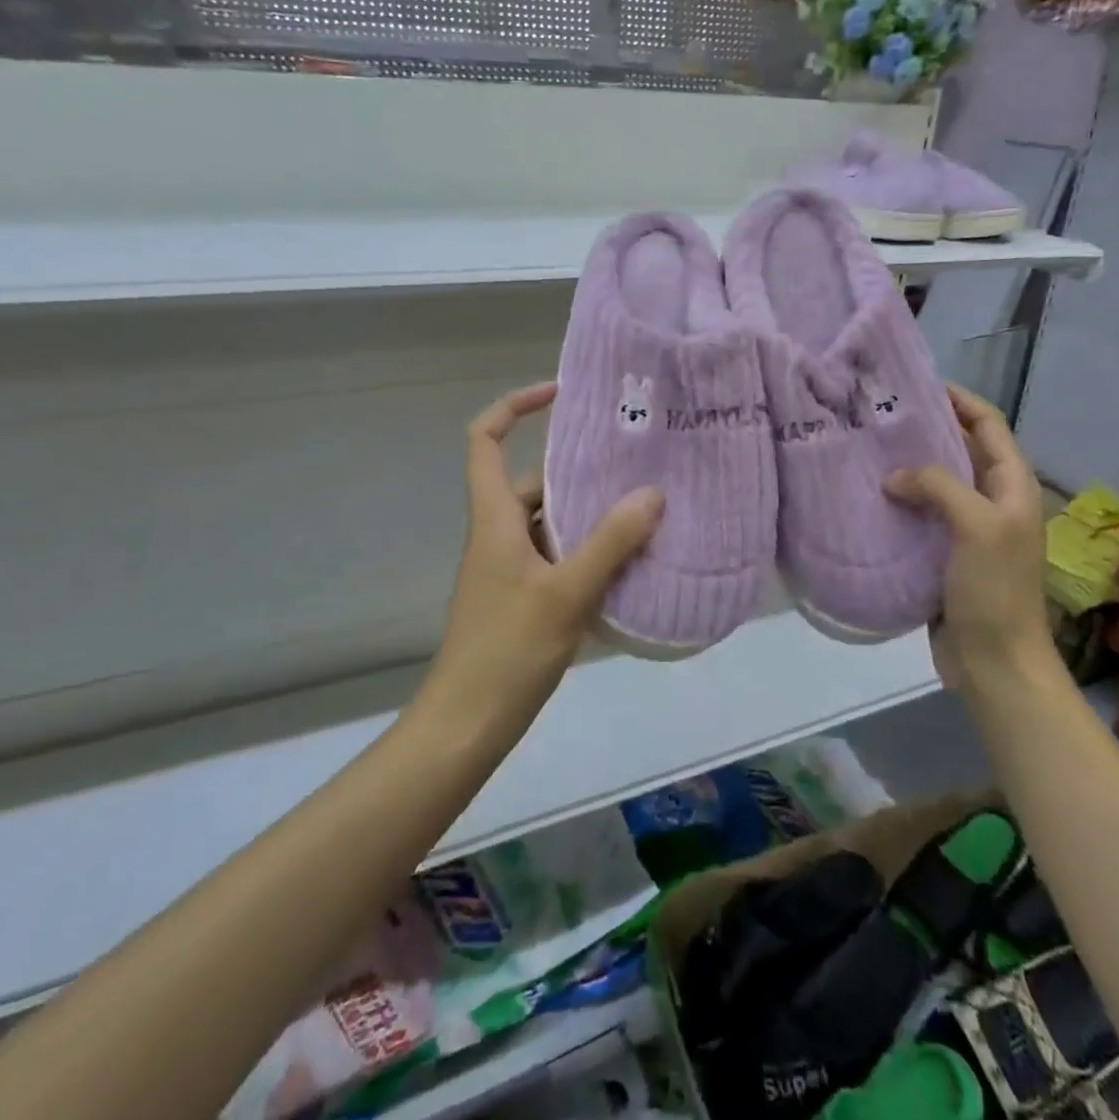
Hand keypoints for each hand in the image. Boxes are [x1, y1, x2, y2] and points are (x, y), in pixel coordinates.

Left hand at [427, 382, 664, 729]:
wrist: (467, 724)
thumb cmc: (507, 650)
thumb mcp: (566, 592)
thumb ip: (610, 542)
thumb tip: (651, 493)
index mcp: (494, 518)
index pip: (483, 439)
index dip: (514, 406)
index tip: (559, 395)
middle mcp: (499, 533)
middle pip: (534, 481)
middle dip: (580, 469)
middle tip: (635, 461)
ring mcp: (511, 568)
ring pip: (552, 522)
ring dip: (592, 514)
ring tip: (646, 507)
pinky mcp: (524, 597)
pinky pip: (560, 556)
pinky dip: (590, 550)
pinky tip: (631, 561)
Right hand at [884, 384, 1054, 697]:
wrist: (995, 662)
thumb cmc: (995, 590)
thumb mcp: (978, 527)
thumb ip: (939, 487)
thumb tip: (894, 477)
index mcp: (1013, 486)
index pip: (989, 425)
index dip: (960, 400)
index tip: (917, 384)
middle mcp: (992, 501)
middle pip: (960, 450)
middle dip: (926, 429)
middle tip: (879, 415)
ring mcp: (968, 529)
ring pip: (936, 483)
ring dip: (907, 466)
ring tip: (865, 449)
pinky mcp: (943, 554)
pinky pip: (920, 516)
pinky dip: (898, 502)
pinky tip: (867, 497)